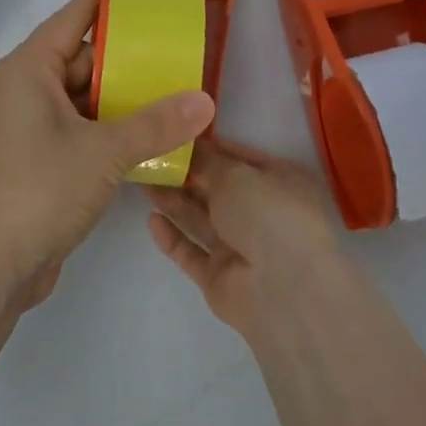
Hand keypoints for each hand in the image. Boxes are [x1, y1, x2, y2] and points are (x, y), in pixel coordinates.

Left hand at [0, 0, 214, 303]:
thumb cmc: (41, 189)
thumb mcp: (104, 151)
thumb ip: (156, 123)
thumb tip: (206, 101)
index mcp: (29, 69)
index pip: (74, 18)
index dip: (111, 3)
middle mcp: (26, 89)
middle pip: (83, 60)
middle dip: (129, 61)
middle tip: (179, 55)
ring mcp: (31, 126)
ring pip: (84, 99)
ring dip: (123, 100)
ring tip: (175, 94)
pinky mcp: (39, 158)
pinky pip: (80, 129)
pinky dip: (110, 130)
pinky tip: (151, 137)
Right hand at [146, 137, 344, 337]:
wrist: (285, 291)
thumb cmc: (270, 215)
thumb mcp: (236, 175)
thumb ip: (206, 160)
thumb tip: (186, 142)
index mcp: (279, 182)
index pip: (239, 157)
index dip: (207, 146)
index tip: (172, 134)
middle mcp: (262, 213)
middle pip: (216, 189)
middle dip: (184, 174)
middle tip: (146, 156)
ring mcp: (240, 248)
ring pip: (200, 219)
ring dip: (173, 200)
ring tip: (140, 181)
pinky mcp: (220, 277)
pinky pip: (191, 252)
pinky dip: (173, 237)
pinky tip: (152, 220)